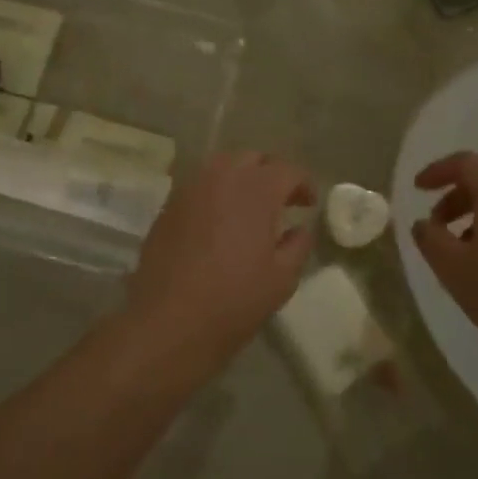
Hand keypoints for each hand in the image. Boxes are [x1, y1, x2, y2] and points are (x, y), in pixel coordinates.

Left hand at [126, 152, 315, 366]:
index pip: (287, 169)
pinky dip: (215, 192)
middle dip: (271, 173)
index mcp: (256, 190)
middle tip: (282, 201)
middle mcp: (222, 177)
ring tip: (249, 206)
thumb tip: (300, 228)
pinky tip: (219, 219)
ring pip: (222, 165)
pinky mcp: (169, 205)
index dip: (303, 183)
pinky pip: (199, 185)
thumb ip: (297, 245)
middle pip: (253, 158)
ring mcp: (191, 188)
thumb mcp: (282, 279)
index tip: (308, 204)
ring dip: (241, 177)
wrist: (169, 320)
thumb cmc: (234, 300)